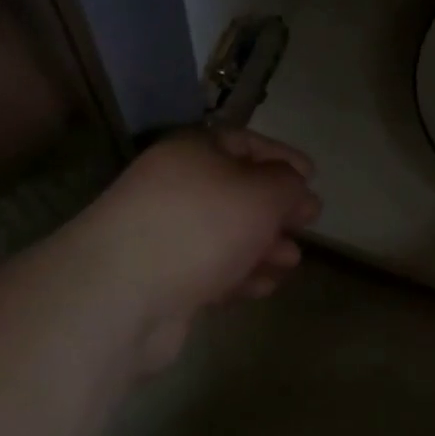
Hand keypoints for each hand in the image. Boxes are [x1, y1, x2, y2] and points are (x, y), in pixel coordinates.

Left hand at [63, 128, 320, 372]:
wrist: (122, 293)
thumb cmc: (202, 224)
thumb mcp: (262, 193)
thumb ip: (288, 184)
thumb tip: (298, 188)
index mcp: (193, 151)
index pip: (246, 143)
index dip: (283, 157)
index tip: (313, 177)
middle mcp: (175, 185)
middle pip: (237, 191)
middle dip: (276, 209)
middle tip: (308, 224)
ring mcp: (164, 233)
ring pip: (226, 233)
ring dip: (263, 245)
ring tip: (292, 261)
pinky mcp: (161, 278)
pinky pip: (211, 268)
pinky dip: (240, 274)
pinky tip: (264, 287)